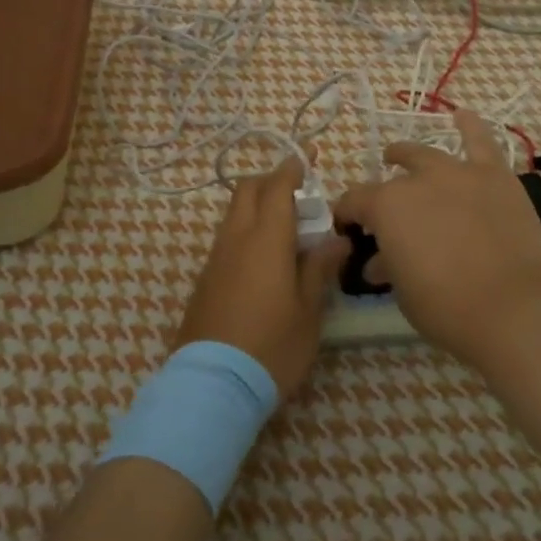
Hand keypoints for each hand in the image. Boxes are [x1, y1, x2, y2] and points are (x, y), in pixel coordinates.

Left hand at [176, 158, 349, 401]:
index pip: (277, 187)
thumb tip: (336, 240)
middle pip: (248, 190)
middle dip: (272, 180)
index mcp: (265, 239)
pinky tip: (266, 258)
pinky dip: (247, 231)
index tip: (309, 157)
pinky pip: (227, 238)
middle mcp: (235, 239)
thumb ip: (319, 268)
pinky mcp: (205, 279)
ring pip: (234, 213)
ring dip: (258, 206)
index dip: (293, 167)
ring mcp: (215, 258)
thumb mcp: (308, 310)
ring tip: (288, 228)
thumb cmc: (272, 346)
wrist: (213, 383)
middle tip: (300, 193)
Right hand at [334, 111, 540, 372]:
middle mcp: (417, 180)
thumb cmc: (446, 308)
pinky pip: (482, 142)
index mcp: (386, 207)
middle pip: (392, 179)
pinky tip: (463, 115)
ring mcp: (459, 173)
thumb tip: (382, 260)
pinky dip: (471, 126)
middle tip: (384, 210)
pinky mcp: (496, 177)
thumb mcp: (402, 290)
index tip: (348, 230)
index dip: (347, 215)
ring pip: (428, 154)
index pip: (354, 202)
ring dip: (410, 155)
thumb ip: (389, 265)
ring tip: (400, 155)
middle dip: (381, 193)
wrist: (512, 309)